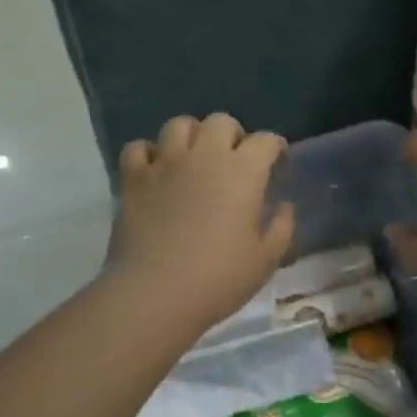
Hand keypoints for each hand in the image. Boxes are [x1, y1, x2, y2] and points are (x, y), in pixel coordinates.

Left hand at [113, 114, 294, 337]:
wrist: (155, 294)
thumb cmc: (218, 279)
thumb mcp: (266, 259)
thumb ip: (281, 227)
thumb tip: (283, 206)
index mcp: (243, 171)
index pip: (266, 140)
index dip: (275, 147)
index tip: (277, 162)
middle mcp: (205, 156)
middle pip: (221, 121)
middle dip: (233, 134)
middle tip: (234, 159)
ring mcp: (165, 163)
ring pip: (179, 124)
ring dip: (191, 135)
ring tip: (194, 157)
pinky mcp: (133, 178)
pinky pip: (138, 148)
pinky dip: (148, 154)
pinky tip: (155, 171)